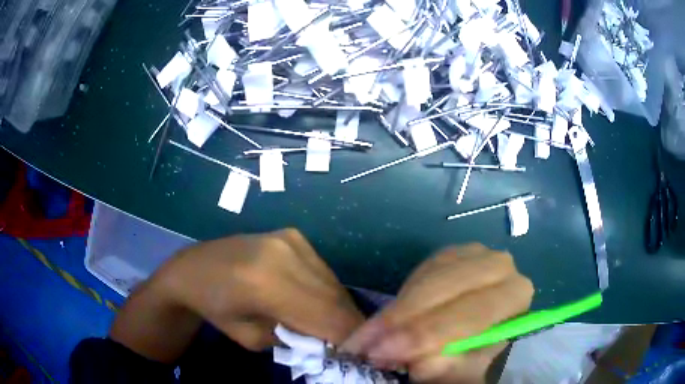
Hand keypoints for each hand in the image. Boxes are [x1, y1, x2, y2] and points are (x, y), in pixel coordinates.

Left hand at [110, 229, 363, 361]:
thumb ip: (294, 340)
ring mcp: (289, 240)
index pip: (326, 317)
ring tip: (335, 325)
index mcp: (266, 284)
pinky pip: (322, 270)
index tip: (356, 354)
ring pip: (333, 282)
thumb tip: (330, 340)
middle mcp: (284, 255)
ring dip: (339, 308)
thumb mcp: (251, 339)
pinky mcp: (292, 235)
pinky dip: (326, 290)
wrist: (194, 268)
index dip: (348, 338)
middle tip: (352, 343)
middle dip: (349, 324)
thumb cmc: (215, 309)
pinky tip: (315, 301)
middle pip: (335, 298)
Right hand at [341, 244, 533, 382]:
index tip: (383, 353)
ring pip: (428, 277)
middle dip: (403, 319)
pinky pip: (419, 271)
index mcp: (515, 295)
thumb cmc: (474, 352)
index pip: (472, 314)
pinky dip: (401, 296)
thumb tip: (420, 360)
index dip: (426, 334)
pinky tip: (388, 318)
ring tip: (366, 337)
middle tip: (365, 345)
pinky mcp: (452, 252)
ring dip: (395, 310)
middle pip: (446, 288)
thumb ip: (443, 366)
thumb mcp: (459, 369)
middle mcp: (501, 265)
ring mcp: (475, 253)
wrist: (477, 330)